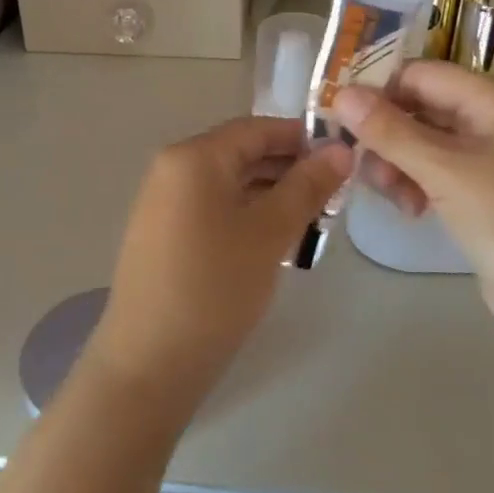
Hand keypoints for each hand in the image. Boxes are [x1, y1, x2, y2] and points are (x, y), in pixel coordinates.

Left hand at [90, 117, 352, 408]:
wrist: (149, 363)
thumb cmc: (214, 287)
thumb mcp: (270, 232)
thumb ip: (307, 186)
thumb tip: (341, 150)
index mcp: (194, 157)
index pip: (258, 128)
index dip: (303, 138)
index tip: (344, 158)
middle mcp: (172, 169)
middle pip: (242, 154)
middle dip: (290, 169)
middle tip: (335, 195)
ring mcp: (163, 203)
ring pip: (230, 184)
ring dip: (272, 195)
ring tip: (314, 221)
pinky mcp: (163, 235)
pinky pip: (213, 208)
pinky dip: (247, 215)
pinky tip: (276, 241)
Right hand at [331, 63, 493, 380]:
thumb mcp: (444, 171)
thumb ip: (390, 131)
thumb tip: (340, 94)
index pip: (422, 74)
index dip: (379, 89)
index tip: (338, 116)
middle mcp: (493, 120)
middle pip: (421, 108)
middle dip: (387, 134)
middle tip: (361, 165)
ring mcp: (490, 159)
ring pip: (424, 143)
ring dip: (398, 163)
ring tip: (392, 197)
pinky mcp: (483, 193)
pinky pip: (436, 173)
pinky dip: (416, 184)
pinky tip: (411, 211)